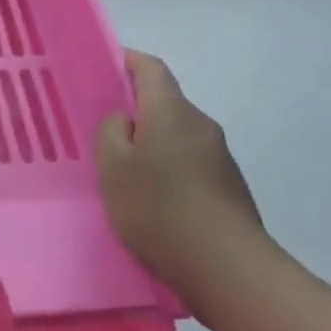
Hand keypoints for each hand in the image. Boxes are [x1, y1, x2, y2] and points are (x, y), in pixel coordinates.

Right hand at [95, 51, 265, 298]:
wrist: (229, 269)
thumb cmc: (160, 208)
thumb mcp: (113, 165)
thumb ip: (111, 130)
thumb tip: (125, 119)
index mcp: (171, 110)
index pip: (149, 67)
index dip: (125, 61)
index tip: (100, 71)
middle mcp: (201, 125)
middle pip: (164, 103)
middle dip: (134, 111)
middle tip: (102, 132)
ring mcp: (220, 158)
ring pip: (176, 136)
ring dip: (152, 145)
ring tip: (124, 173)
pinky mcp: (230, 189)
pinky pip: (190, 164)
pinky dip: (169, 171)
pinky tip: (153, 201)